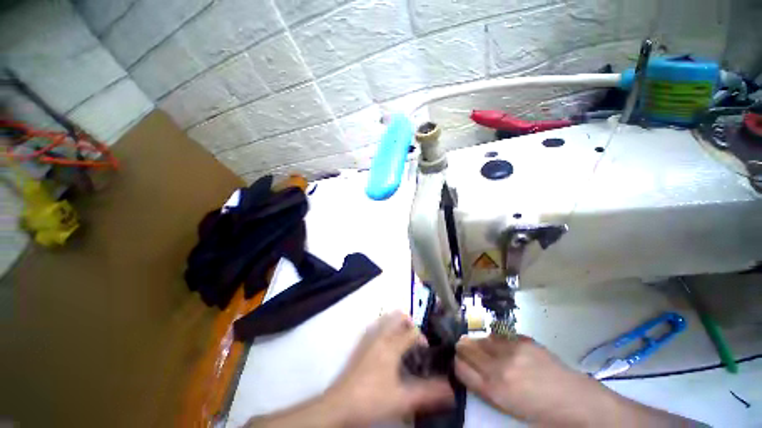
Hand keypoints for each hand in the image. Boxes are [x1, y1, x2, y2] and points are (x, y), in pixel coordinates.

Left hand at [325, 311, 453, 425]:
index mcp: (391, 345)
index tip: (425, 351)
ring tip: (403, 338)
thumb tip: (450, 390)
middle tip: (415, 339)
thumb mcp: (402, 399)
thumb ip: (428, 393)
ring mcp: (368, 337)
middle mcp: (380, 335)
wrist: (340, 404)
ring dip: (396, 323)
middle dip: (409, 323)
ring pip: (385, 319)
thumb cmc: (372, 399)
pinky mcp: (361, 343)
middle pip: (397, 317)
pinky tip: (386, 343)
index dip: (422, 338)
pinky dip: (385, 327)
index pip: (412, 332)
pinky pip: (376, 326)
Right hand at [454, 335, 616, 425]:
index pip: (460, 367)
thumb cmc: (541, 413)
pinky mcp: (523, 340)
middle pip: (465, 347)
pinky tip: (502, 346)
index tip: (459, 363)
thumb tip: (471, 371)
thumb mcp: (507, 408)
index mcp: (494, 389)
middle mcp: (498, 366)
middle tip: (466, 352)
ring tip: (484, 349)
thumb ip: (486, 388)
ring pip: (480, 338)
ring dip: (478, 343)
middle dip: (462, 349)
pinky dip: (495, 339)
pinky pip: (498, 335)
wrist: (577, 402)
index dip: (457, 364)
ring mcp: (512, 350)